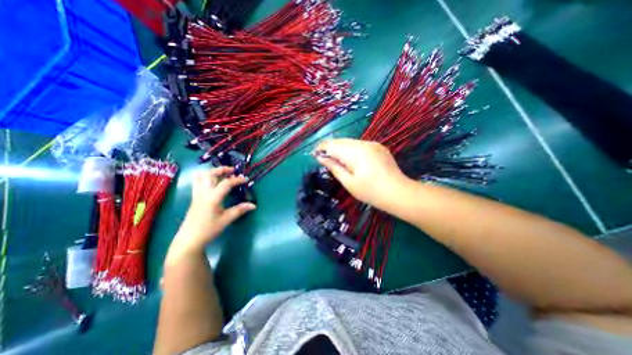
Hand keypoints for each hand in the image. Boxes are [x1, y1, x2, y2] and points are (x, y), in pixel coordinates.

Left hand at [172, 166, 253, 253]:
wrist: (189, 239)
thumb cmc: (209, 229)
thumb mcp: (226, 220)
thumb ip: (240, 210)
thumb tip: (253, 205)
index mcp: (212, 197)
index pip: (226, 183)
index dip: (237, 180)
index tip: (246, 179)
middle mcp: (203, 193)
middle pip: (210, 174)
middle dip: (222, 169)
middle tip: (233, 171)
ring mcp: (197, 194)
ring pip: (201, 176)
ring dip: (212, 172)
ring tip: (223, 174)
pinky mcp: (194, 198)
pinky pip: (198, 182)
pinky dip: (205, 177)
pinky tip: (213, 182)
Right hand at [313, 138, 412, 210]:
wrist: (399, 193)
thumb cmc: (371, 192)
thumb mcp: (349, 183)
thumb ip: (334, 167)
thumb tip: (321, 158)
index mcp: (355, 153)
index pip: (332, 145)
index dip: (321, 148)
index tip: (315, 155)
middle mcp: (363, 143)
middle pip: (341, 141)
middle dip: (330, 148)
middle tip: (324, 159)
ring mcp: (372, 144)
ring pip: (350, 142)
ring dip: (341, 149)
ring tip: (337, 161)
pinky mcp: (378, 146)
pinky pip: (360, 145)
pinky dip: (351, 150)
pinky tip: (352, 160)